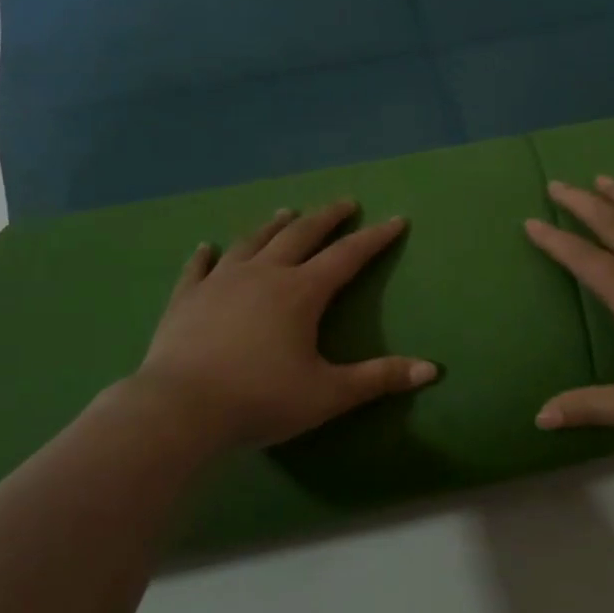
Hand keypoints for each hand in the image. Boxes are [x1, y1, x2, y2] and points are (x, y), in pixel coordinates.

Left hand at [128, 201, 438, 450]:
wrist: (181, 409)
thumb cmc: (261, 400)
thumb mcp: (328, 394)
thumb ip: (379, 378)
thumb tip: (432, 370)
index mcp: (300, 293)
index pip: (346, 257)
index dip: (374, 239)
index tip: (395, 220)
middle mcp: (262, 275)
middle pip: (300, 236)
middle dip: (326, 218)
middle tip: (344, 203)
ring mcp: (220, 282)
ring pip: (252, 243)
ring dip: (273, 226)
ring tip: (287, 213)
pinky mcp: (186, 298)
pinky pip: (198, 268)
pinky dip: (206, 255)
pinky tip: (206, 247)